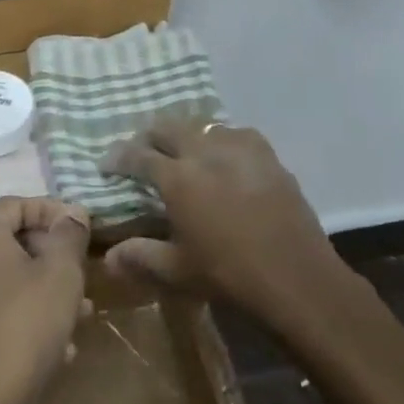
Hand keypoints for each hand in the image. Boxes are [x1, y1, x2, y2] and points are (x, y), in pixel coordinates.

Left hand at [0, 197, 91, 403]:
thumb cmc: (24, 324)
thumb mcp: (61, 274)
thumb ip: (69, 236)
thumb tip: (73, 212)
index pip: (15, 204)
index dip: (51, 210)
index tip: (81, 229)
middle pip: (11, 242)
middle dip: (52, 256)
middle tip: (83, 274)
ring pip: (8, 281)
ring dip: (45, 290)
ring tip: (81, 314)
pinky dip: (27, 317)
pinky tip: (60, 348)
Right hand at [100, 121, 342, 333]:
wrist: (296, 277)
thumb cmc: (230, 275)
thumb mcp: (178, 271)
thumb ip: (141, 257)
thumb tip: (108, 256)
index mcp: (177, 178)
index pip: (137, 155)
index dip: (118, 157)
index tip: (107, 164)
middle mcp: (204, 152)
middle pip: (167, 127)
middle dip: (149, 138)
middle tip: (142, 154)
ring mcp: (239, 148)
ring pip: (201, 126)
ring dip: (185, 136)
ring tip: (183, 154)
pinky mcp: (267, 154)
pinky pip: (235, 134)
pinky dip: (220, 141)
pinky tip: (223, 158)